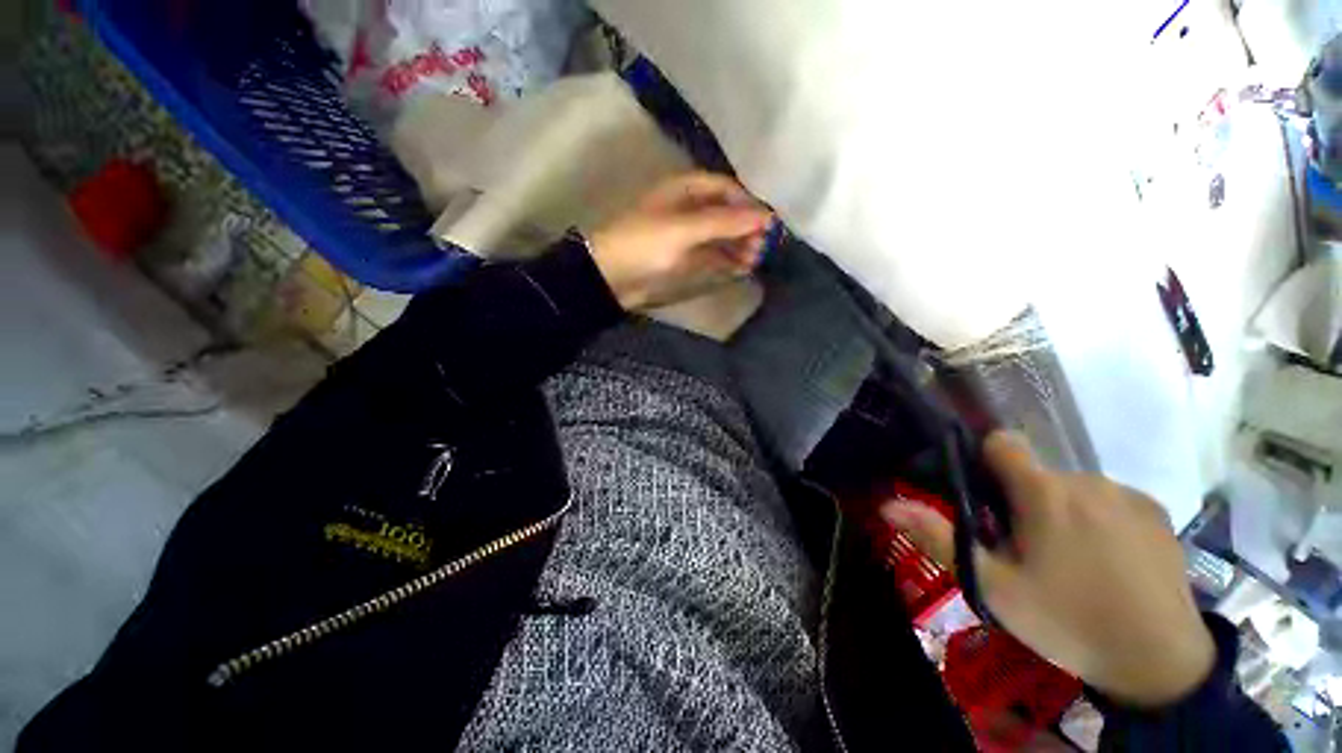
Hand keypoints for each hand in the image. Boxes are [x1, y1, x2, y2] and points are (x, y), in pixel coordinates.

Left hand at [586, 172, 774, 310]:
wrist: (610, 277)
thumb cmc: (644, 243)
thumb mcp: (685, 228)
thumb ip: (725, 222)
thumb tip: (767, 216)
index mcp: (685, 190)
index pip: (726, 189)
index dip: (748, 203)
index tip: (768, 223)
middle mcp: (689, 209)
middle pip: (726, 213)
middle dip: (745, 228)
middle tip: (763, 247)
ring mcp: (687, 236)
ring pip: (721, 237)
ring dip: (739, 246)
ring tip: (754, 260)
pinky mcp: (684, 259)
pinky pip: (712, 256)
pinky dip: (727, 261)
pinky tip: (741, 269)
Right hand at [880, 432, 1215, 707]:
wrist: (1161, 662)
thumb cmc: (1068, 622)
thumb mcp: (993, 588)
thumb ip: (939, 538)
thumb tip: (888, 505)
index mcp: (1044, 492)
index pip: (1003, 442)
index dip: (986, 460)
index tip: (987, 497)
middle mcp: (1086, 480)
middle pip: (1037, 472)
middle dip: (1023, 499)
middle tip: (1027, 549)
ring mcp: (1127, 494)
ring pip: (1073, 487)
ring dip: (1061, 510)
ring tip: (1070, 561)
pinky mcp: (1156, 511)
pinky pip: (1110, 500)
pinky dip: (1099, 519)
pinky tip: (1109, 562)